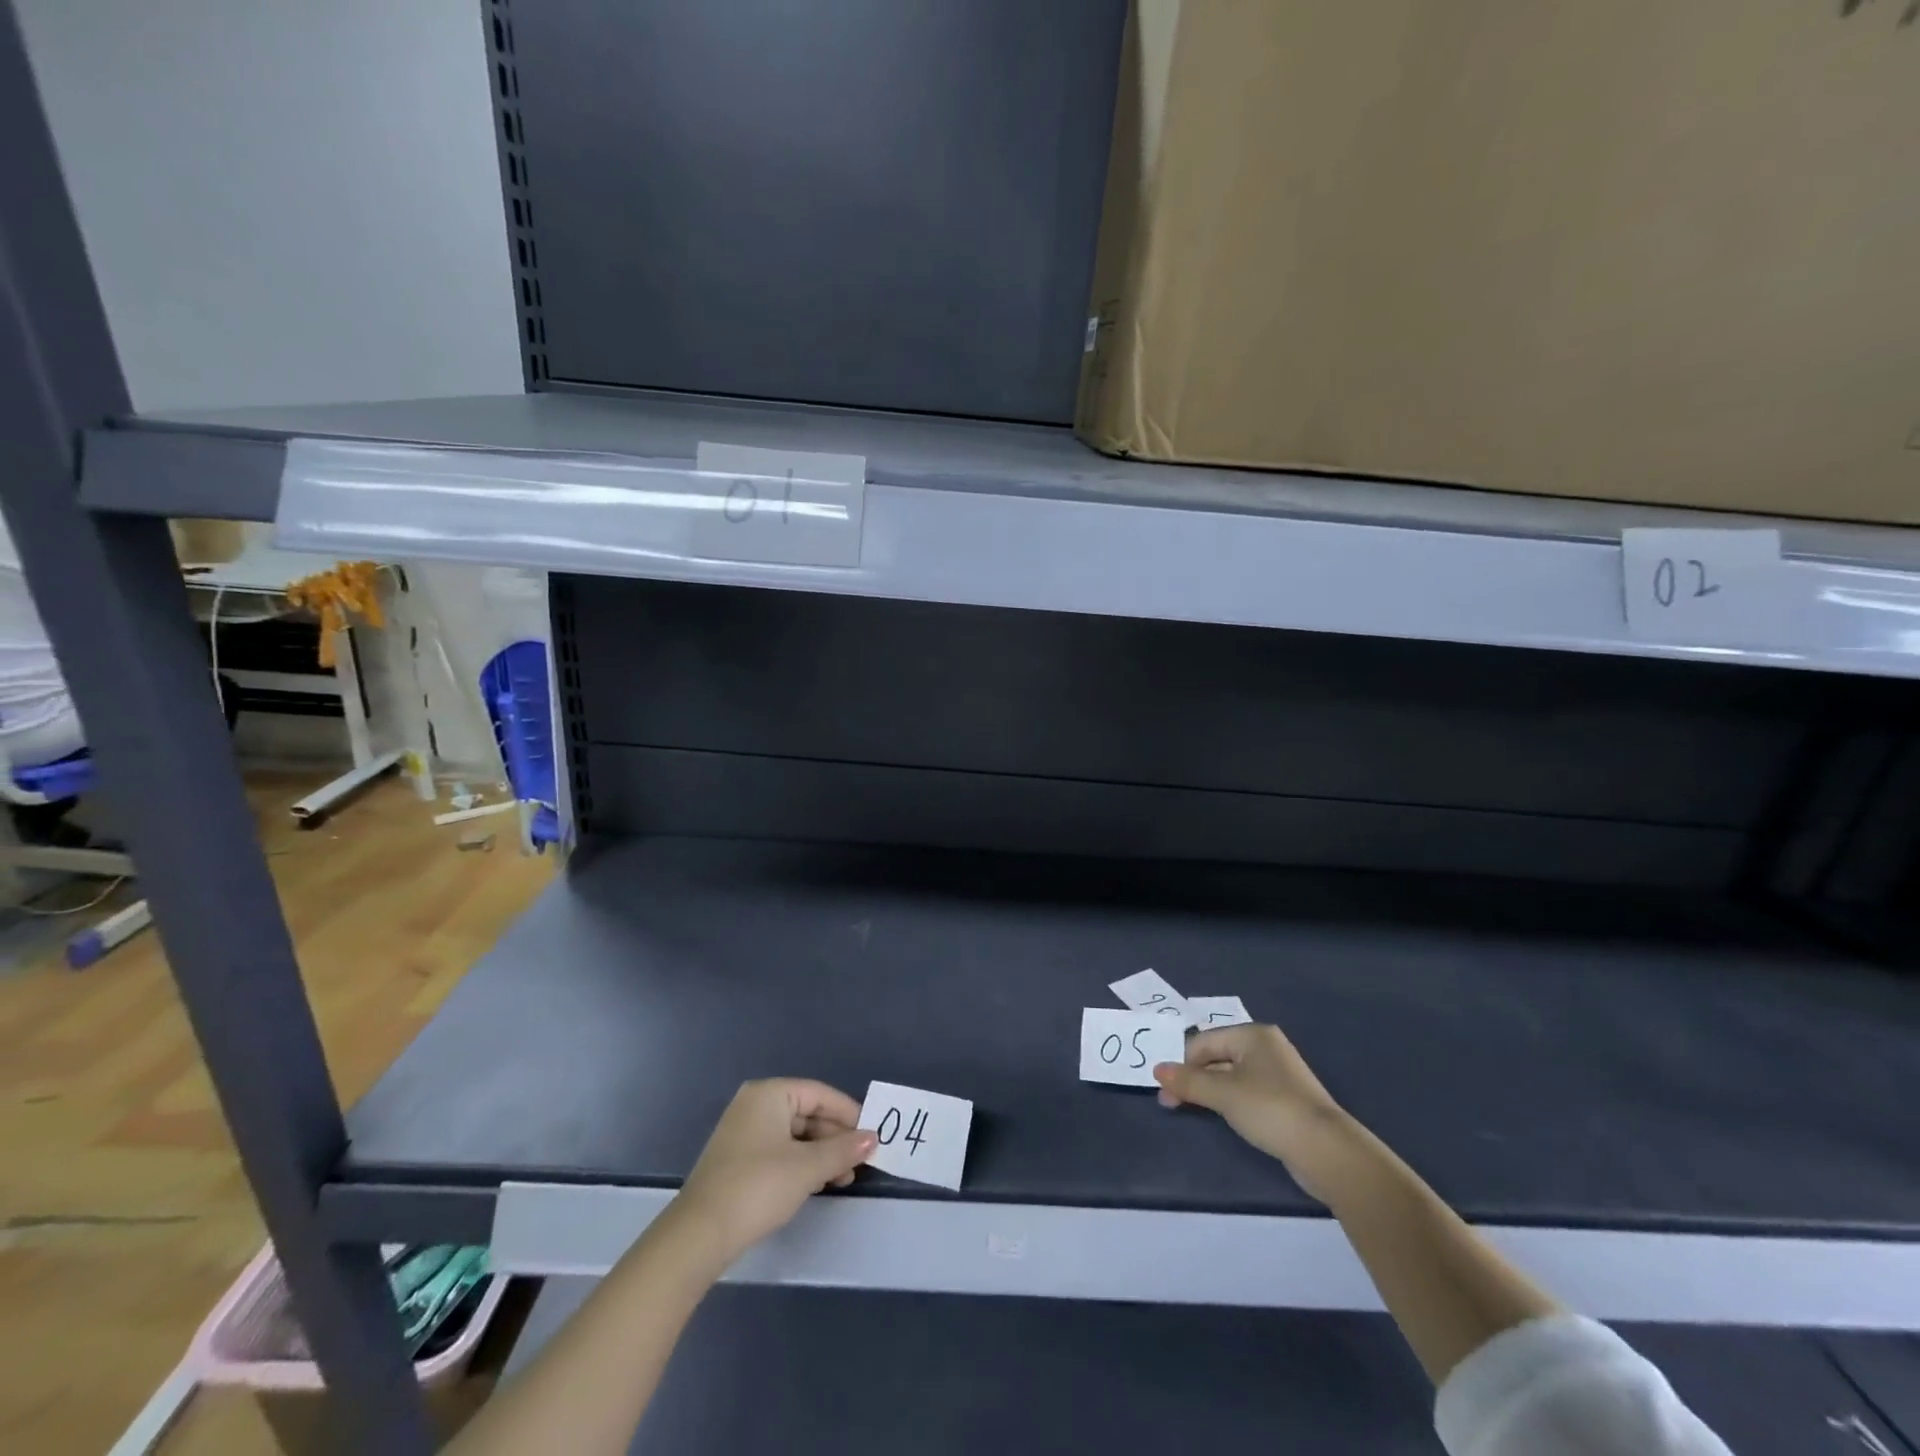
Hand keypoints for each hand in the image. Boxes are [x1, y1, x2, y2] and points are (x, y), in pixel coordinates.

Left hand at [673, 1079, 875, 1268]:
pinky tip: (817, 1183)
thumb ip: (843, 1150)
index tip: (872, 1135)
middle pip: (807, 1113)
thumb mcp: (808, 1168)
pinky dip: (801, 1163)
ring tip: (843, 1178)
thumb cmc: (758, 1187)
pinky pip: (779, 1150)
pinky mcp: (737, 1159)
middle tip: (860, 1162)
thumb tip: (873, 1137)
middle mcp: (754, 1105)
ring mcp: (743, 1132)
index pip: (820, 1094)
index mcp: (769, 1094)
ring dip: (821, 1154)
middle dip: (835, 1138)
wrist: (699, 1235)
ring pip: (794, 1135)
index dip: (848, 1114)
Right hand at [1154, 1024, 1355, 1201]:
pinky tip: (1221, 1115)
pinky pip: (1246, 1091)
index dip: (1182, 1064)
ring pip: (1230, 1076)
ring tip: (1190, 1109)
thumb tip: (1157, 1070)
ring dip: (1208, 1091)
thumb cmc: (1270, 1109)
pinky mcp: (1285, 1099)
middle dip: (1193, 1078)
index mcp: (1252, 1034)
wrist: (1326, 1150)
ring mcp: (1278, 1073)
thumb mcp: (1223, 1094)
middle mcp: (1265, 1047)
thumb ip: (1188, 1082)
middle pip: (1216, 1056)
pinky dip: (1229, 1100)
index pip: (1204, 1042)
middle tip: (1172, 1103)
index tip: (1166, 1091)